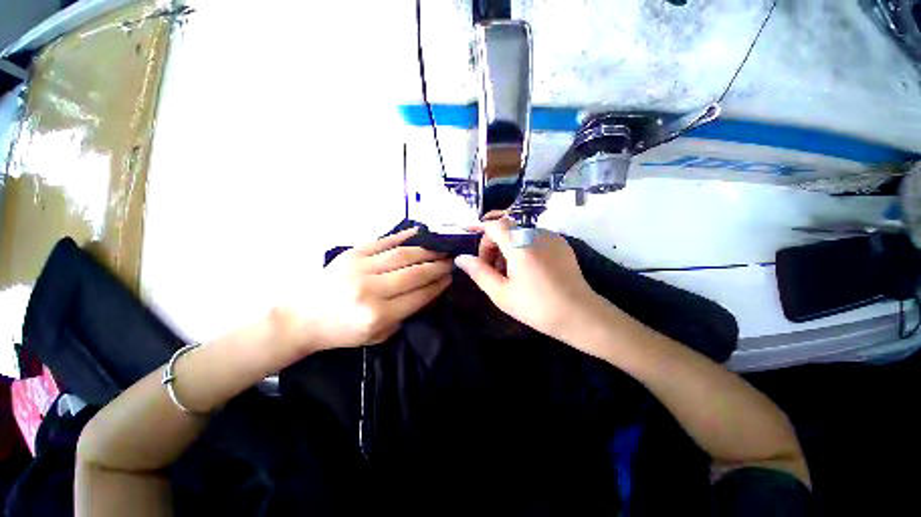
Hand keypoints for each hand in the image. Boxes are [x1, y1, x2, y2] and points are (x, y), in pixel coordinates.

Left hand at [279, 227, 452, 351]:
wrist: (302, 317)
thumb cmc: (341, 332)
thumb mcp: (376, 336)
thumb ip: (404, 315)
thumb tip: (427, 292)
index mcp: (378, 315)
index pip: (418, 296)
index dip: (438, 286)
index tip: (451, 278)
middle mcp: (371, 289)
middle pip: (415, 272)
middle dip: (437, 266)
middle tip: (452, 260)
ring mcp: (361, 267)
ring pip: (403, 254)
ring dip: (427, 250)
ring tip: (441, 248)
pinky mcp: (352, 253)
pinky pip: (384, 241)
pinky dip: (404, 236)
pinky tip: (419, 232)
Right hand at [455, 218, 603, 341]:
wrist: (580, 315)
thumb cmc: (537, 307)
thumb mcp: (501, 293)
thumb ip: (479, 272)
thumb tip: (461, 258)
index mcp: (520, 245)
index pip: (494, 225)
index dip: (480, 233)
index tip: (474, 250)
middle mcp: (536, 233)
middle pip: (506, 228)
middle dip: (493, 245)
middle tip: (492, 270)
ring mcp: (551, 237)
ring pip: (519, 233)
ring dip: (507, 248)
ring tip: (508, 273)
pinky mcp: (561, 243)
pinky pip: (534, 238)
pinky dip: (523, 248)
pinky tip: (527, 270)